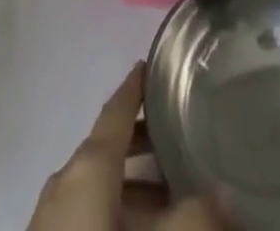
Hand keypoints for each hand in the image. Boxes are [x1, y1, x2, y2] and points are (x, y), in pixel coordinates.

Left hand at [26, 63, 220, 229]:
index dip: (136, 86)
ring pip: (98, 183)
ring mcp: (51, 216)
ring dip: (132, 183)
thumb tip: (228, 192)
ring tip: (171, 193)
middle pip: (108, 146)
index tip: (153, 65)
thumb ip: (193, 218)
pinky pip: (85, 211)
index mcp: (87, 165)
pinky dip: (115, 208)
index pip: (116, 109)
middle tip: (179, 136)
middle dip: (143, 141)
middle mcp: (66, 179)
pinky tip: (139, 228)